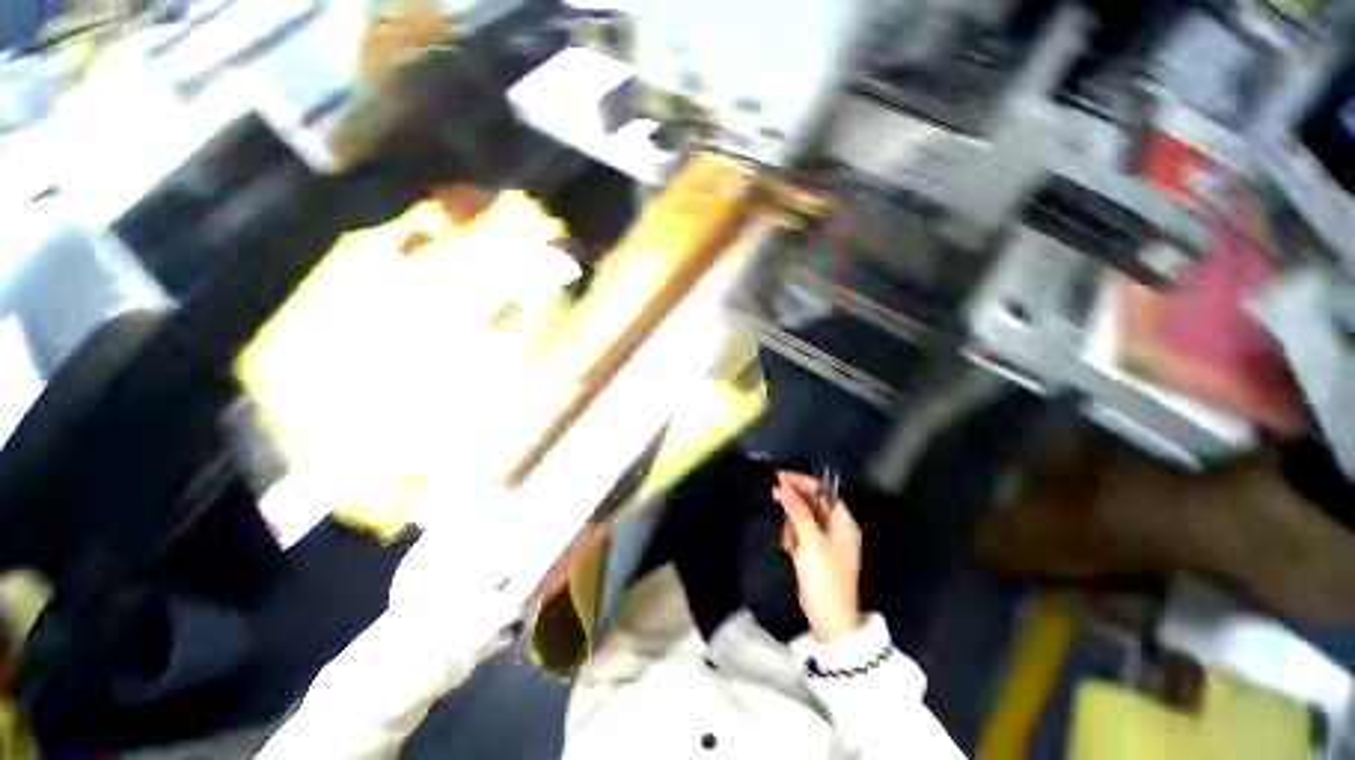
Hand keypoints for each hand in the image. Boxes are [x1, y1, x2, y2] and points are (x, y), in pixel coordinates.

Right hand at [772, 471, 862, 642]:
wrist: (829, 619)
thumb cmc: (825, 577)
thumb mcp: (810, 541)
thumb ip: (798, 511)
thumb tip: (784, 485)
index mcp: (843, 522)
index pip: (823, 491)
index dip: (802, 481)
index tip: (780, 476)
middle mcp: (836, 527)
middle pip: (812, 502)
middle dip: (794, 501)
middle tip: (774, 494)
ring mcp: (826, 540)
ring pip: (803, 516)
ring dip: (791, 522)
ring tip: (787, 539)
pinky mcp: (815, 551)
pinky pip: (800, 531)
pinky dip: (792, 535)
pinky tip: (788, 547)